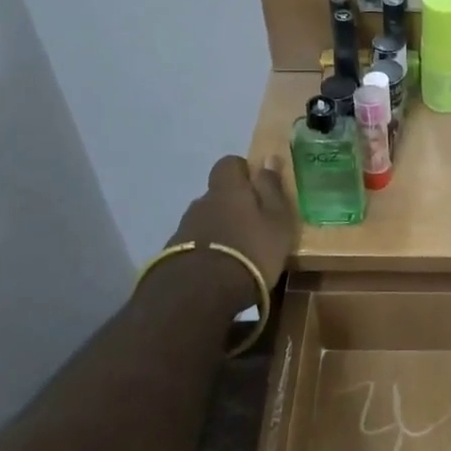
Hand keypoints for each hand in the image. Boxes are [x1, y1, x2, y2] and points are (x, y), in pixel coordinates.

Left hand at [167, 156, 298, 309]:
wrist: (201, 293)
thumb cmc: (251, 250)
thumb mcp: (277, 219)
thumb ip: (272, 189)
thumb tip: (268, 157)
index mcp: (227, 189)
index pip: (229, 164)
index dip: (244, 172)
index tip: (259, 189)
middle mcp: (202, 202)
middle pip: (217, 195)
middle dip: (233, 206)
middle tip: (253, 226)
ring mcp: (184, 229)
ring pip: (206, 221)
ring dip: (219, 230)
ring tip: (238, 254)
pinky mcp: (173, 256)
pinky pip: (196, 245)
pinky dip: (208, 252)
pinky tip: (221, 271)